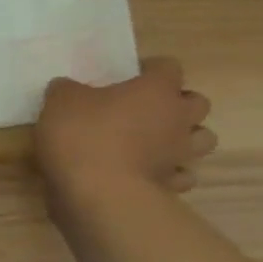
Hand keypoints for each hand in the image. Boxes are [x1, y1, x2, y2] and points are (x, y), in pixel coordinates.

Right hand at [34, 57, 217, 208]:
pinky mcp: (172, 186)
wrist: (96, 193)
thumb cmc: (82, 136)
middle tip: (147, 108)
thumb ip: (67, 90)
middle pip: (198, 102)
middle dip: (177, 103)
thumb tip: (68, 88)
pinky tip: (148, 173)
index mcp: (155, 90)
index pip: (169, 67)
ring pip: (202, 139)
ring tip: (155, 141)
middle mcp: (177, 118)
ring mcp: (179, 154)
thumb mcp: (60, 101)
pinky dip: (170, 172)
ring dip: (184, 137)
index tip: (129, 76)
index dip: (151, 69)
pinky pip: (182, 175)